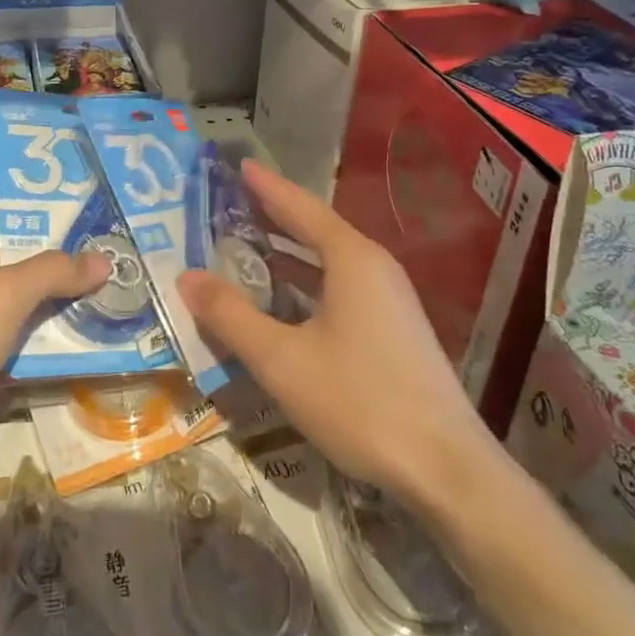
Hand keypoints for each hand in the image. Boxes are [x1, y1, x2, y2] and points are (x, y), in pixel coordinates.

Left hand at [0, 186, 109, 509]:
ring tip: (111, 299)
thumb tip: (102, 260)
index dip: (25, 199)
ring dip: (54, 307)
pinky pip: (6, 350)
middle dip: (57, 259)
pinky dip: (38, 349)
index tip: (75, 201)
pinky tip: (82, 350)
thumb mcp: (1, 297)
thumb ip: (52, 273)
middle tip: (111, 255)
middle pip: (9, 258)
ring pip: (12, 308)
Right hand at [176, 162, 506, 515]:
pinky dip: (308, 282)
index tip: (239, 165)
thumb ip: (232, 316)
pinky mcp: (395, 331)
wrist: (447, 470)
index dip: (267, 187)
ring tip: (248, 246)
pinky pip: (342, 288)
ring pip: (330, 262)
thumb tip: (187, 276)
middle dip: (274, 217)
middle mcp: (374, 268)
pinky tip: (285, 301)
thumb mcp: (282, 360)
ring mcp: (390, 300)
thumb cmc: (360, 402)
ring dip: (290, 253)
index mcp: (352, 259)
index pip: (300, 207)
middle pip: (317, 230)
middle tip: (231, 204)